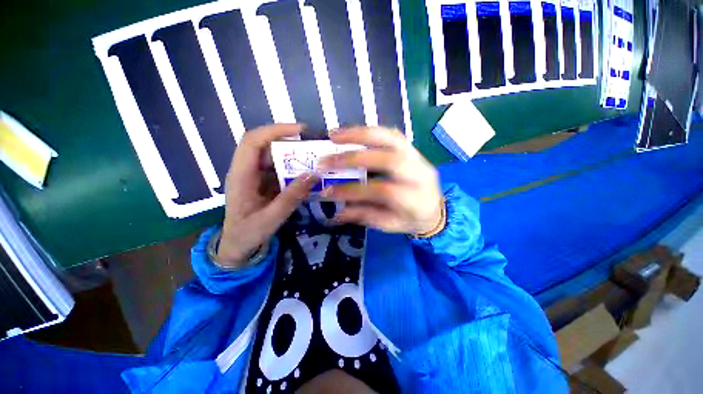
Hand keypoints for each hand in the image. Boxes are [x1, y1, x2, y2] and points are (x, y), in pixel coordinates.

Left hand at [217, 124, 319, 267]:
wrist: (237, 246)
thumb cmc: (248, 233)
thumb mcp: (272, 218)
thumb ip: (292, 196)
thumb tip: (313, 175)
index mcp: (241, 176)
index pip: (252, 141)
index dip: (274, 130)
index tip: (300, 131)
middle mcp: (246, 170)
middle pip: (265, 145)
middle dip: (288, 142)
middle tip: (312, 146)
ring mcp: (254, 176)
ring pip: (273, 157)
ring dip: (292, 156)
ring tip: (313, 159)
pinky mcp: (262, 183)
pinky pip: (278, 169)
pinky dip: (292, 168)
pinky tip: (305, 174)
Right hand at [319, 127, 442, 234]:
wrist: (435, 209)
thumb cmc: (412, 219)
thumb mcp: (390, 225)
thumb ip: (366, 216)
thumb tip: (338, 213)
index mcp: (415, 199)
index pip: (383, 190)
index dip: (355, 191)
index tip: (329, 191)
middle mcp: (420, 174)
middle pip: (389, 159)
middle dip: (355, 157)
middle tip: (328, 159)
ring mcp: (418, 157)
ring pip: (392, 138)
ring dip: (361, 134)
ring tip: (335, 135)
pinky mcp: (413, 149)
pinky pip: (391, 134)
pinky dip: (369, 132)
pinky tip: (351, 133)